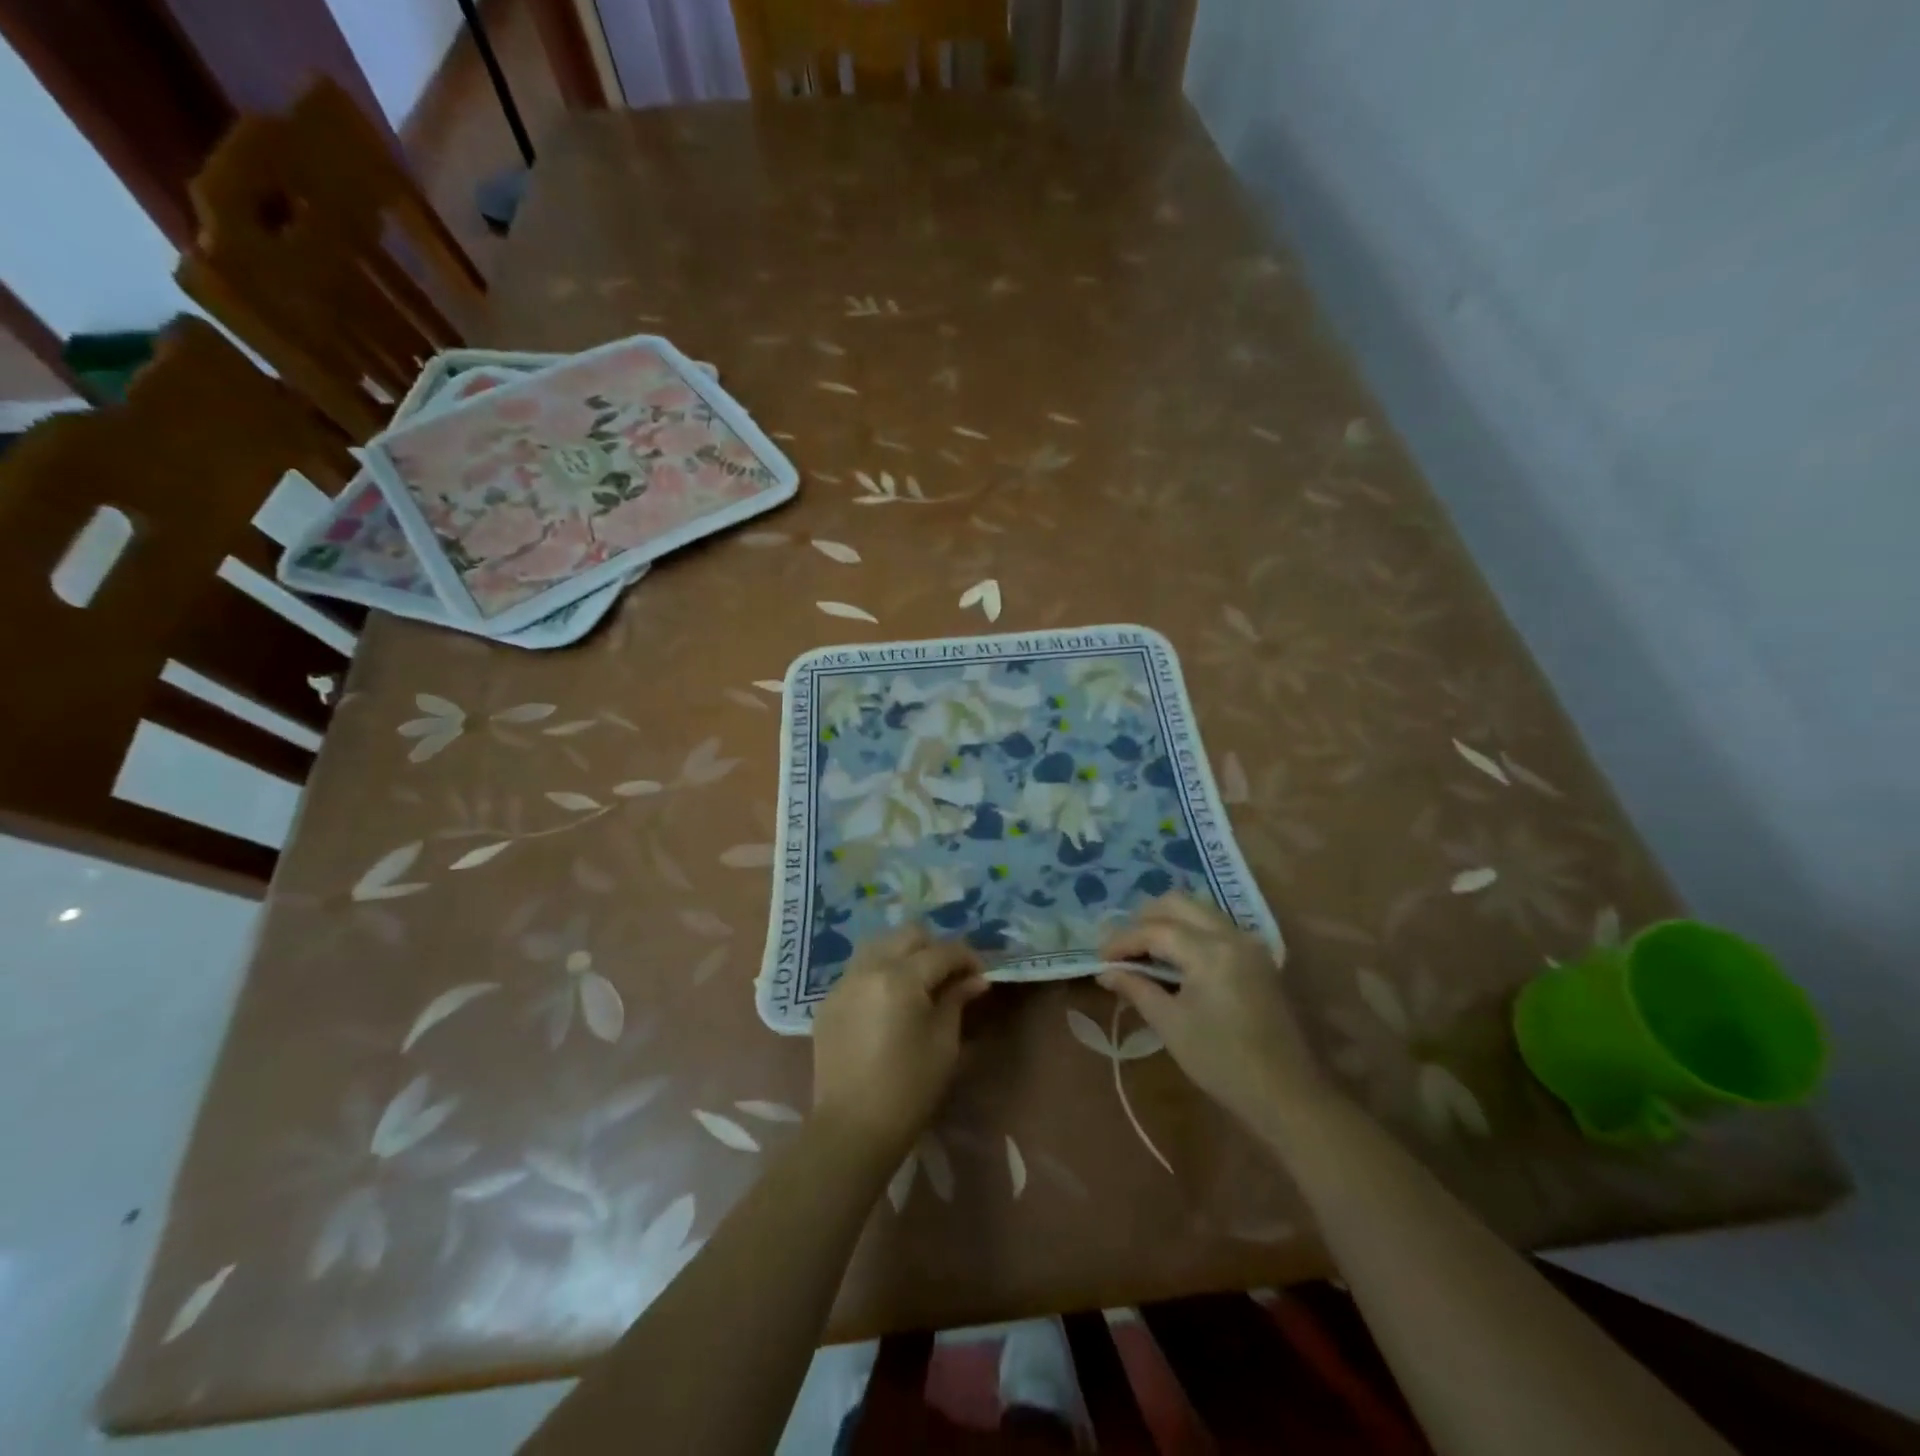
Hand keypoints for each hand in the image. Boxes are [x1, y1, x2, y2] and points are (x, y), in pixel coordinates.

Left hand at [812, 925, 989, 1155]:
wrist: (852, 1128)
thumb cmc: (909, 1088)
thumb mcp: (943, 1043)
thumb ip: (957, 1000)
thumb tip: (975, 979)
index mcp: (900, 977)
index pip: (942, 951)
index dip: (967, 958)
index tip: (981, 975)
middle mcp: (868, 969)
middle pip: (908, 935)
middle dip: (934, 947)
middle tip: (950, 975)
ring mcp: (843, 983)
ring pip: (879, 945)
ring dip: (904, 954)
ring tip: (919, 982)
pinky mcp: (829, 1002)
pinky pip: (859, 970)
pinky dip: (880, 972)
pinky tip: (890, 1001)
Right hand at [1100, 894, 1325, 1131]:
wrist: (1287, 1095)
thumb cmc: (1222, 1063)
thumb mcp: (1171, 1025)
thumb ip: (1137, 989)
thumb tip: (1105, 972)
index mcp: (1210, 951)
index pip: (1155, 930)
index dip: (1122, 940)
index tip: (1099, 958)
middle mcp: (1231, 935)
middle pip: (1178, 903)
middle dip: (1143, 919)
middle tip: (1121, 948)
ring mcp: (1248, 943)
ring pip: (1198, 910)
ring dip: (1166, 921)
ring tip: (1143, 951)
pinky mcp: (1256, 957)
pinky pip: (1214, 926)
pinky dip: (1188, 930)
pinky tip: (1173, 958)